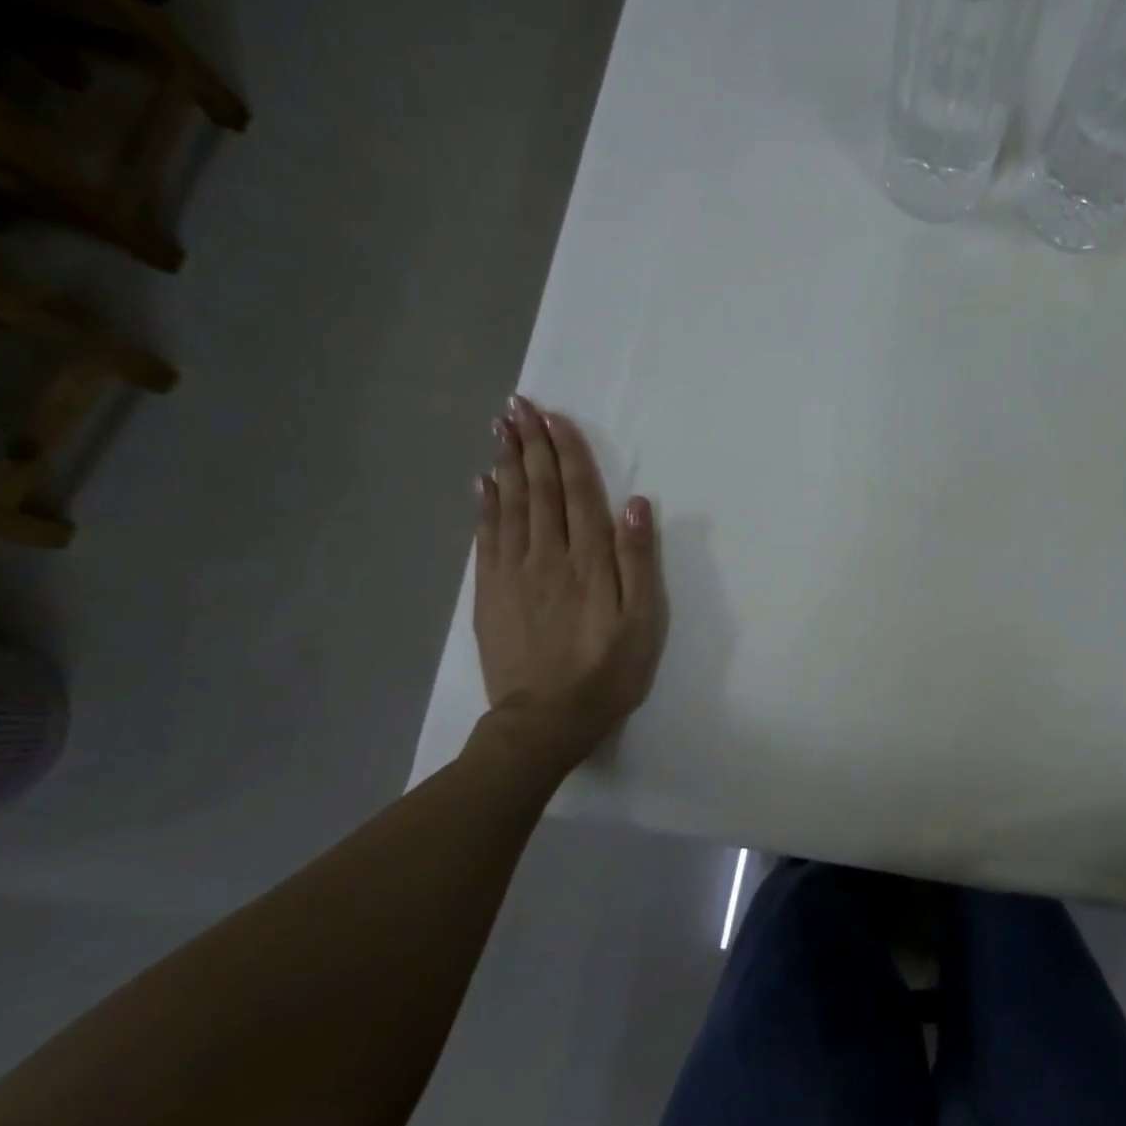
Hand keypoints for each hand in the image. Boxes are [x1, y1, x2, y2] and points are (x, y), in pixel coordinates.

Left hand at [473, 396, 667, 773]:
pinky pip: (486, 537)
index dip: (568, 453)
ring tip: (501, 428)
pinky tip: (483, 482)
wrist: (544, 720)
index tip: (555, 418)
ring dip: (507, 463)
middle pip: (539, 490)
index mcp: (589, 561)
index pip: (578, 494)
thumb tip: (636, 504)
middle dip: (531, 445)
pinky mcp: (490, 592)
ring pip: (509, 505)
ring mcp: (513, 572)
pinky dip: (484, 505)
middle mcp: (547, 556)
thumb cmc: (606, 672)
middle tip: (519, 405)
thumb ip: (639, 562)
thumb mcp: (642, 622)